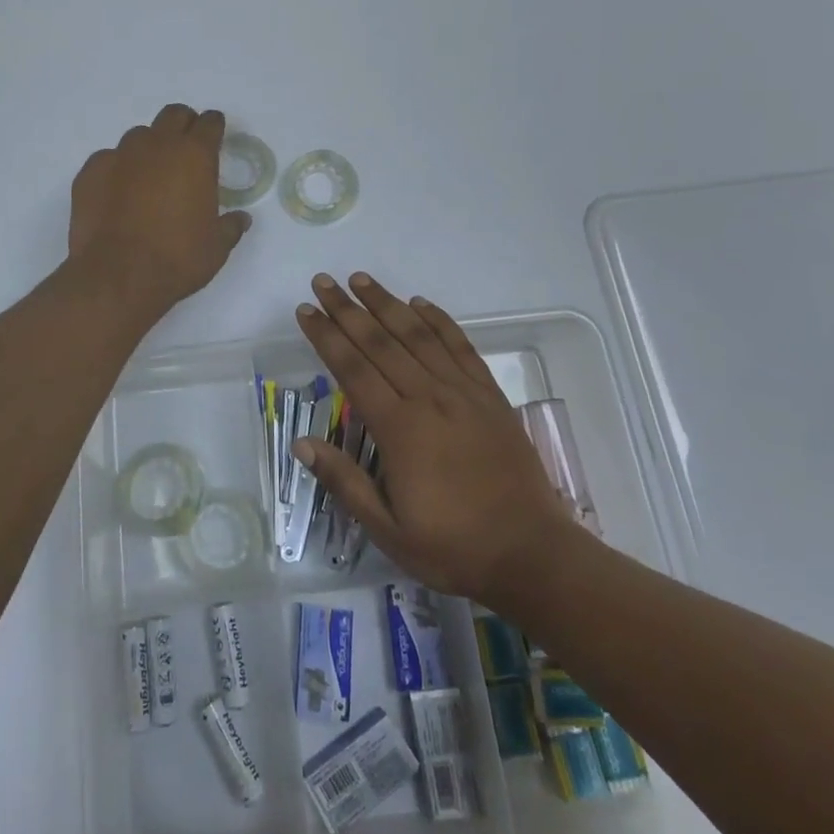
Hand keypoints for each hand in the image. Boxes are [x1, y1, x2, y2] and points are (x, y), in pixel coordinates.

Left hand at [68, 105, 251, 316]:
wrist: (116, 276)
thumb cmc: (176, 260)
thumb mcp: (216, 248)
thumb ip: (230, 226)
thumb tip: (241, 219)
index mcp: (194, 156)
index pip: (209, 123)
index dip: (214, 127)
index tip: (215, 136)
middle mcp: (157, 145)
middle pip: (173, 115)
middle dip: (183, 125)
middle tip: (185, 148)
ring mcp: (119, 154)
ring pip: (139, 136)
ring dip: (149, 148)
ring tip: (149, 176)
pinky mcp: (90, 171)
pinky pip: (108, 159)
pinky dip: (117, 169)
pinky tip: (117, 194)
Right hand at [293, 272, 576, 603]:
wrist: (532, 554)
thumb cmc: (453, 547)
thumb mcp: (388, 529)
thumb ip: (345, 482)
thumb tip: (301, 443)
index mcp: (400, 429)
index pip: (353, 369)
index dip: (326, 336)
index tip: (305, 311)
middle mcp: (429, 398)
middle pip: (380, 342)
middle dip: (347, 309)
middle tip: (323, 282)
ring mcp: (463, 392)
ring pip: (417, 335)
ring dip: (387, 304)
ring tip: (362, 280)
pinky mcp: (490, 396)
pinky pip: (460, 346)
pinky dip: (439, 321)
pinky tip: (420, 304)